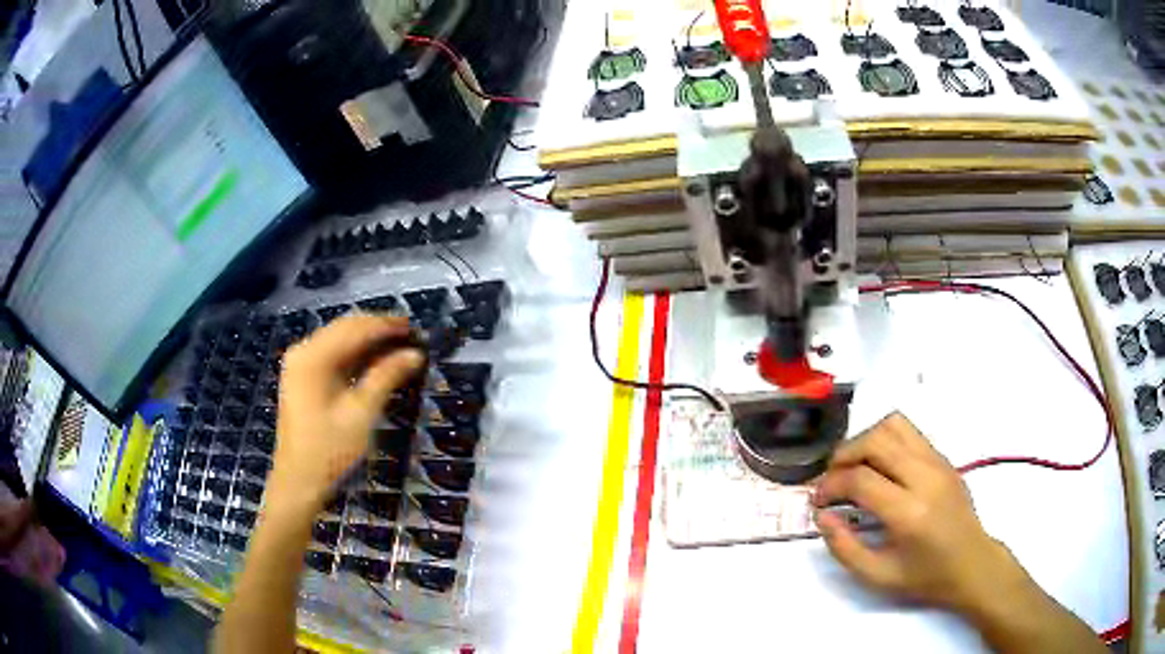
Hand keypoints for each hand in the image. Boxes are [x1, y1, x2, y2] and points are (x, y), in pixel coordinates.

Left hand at [267, 315, 423, 520]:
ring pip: (340, 340)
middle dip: (378, 330)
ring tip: (400, 347)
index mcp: (312, 356)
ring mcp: (301, 363)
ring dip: (368, 341)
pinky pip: (333, 355)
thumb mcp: (362, 414)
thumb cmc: (330, 451)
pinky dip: (356, 355)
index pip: (354, 328)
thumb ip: (386, 377)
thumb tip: (415, 353)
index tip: (416, 327)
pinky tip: (377, 361)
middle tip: (412, 336)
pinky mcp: (303, 377)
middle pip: (345, 328)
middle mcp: (303, 351)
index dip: (386, 325)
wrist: (299, 482)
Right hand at [812, 412, 1012, 612]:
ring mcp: (938, 462)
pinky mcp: (944, 457)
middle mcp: (926, 477)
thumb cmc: (924, 576)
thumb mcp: (877, 576)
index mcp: (910, 512)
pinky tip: (880, 467)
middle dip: (843, 456)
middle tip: (832, 480)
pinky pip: (909, 432)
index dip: (830, 485)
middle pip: (876, 441)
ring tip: (855, 467)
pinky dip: (886, 441)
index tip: (818, 501)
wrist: (972, 563)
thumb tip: (821, 516)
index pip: (861, 479)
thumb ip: (844, 547)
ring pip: (894, 425)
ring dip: (865, 440)